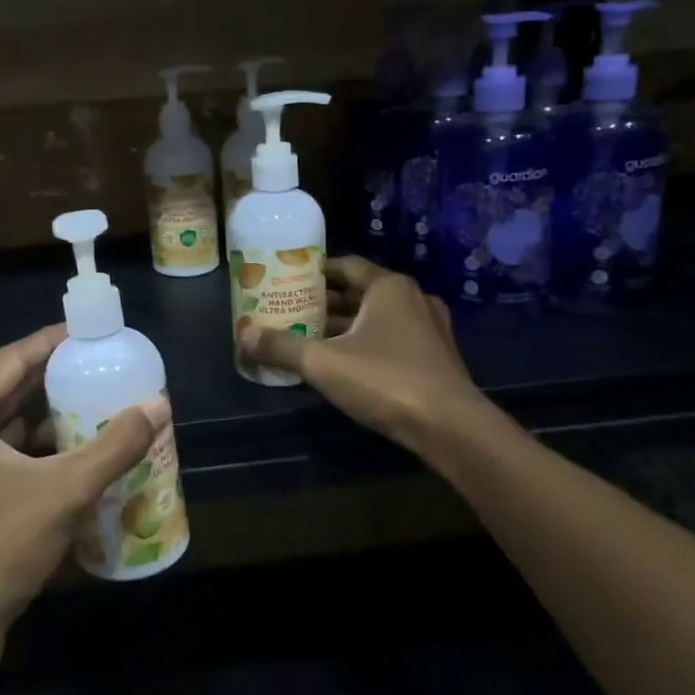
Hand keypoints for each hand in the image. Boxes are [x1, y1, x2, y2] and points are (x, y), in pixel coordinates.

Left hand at [0, 325, 164, 641]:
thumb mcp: (64, 491)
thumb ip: (115, 446)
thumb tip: (159, 405)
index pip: (11, 359)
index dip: (53, 342)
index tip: (91, 333)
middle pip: (6, 389)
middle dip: (54, 379)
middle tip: (102, 367)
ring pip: (4, 426)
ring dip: (47, 417)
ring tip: (97, 404)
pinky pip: (0, 455)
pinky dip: (35, 450)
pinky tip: (75, 453)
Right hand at [237, 255, 488, 452]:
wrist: (451, 427)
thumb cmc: (385, 380)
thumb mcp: (323, 363)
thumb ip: (281, 347)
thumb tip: (242, 335)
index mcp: (389, 287)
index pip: (347, 266)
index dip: (316, 272)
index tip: (289, 279)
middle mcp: (413, 299)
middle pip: (361, 292)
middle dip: (327, 302)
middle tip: (293, 311)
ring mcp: (430, 329)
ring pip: (378, 318)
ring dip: (347, 326)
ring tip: (312, 338)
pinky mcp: (437, 358)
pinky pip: (394, 339)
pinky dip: (368, 343)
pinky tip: (345, 364)